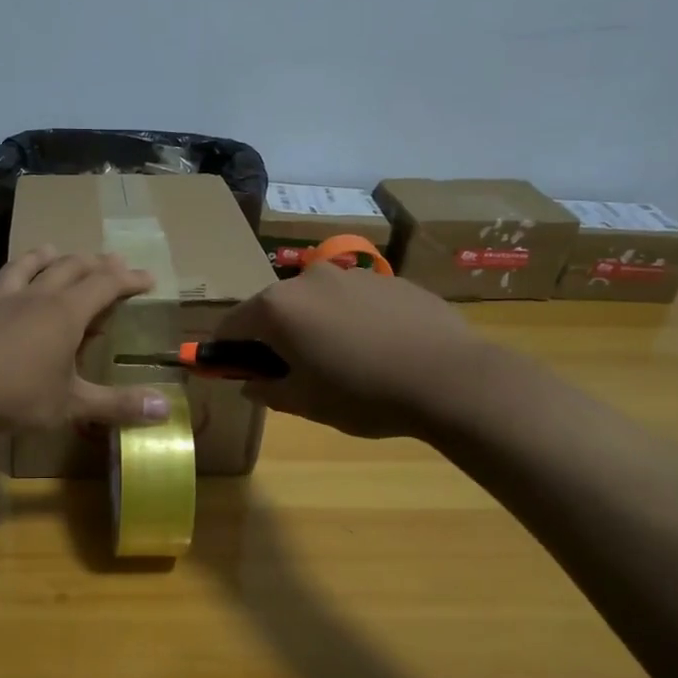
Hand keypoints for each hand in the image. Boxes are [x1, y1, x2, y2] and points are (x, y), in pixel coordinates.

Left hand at [0, 247, 173, 430]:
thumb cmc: (18, 394)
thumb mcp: (72, 404)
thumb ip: (116, 405)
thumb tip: (164, 409)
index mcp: (66, 313)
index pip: (105, 285)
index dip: (128, 280)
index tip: (148, 279)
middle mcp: (38, 298)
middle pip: (71, 267)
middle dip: (96, 264)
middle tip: (112, 262)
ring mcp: (5, 302)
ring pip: (30, 265)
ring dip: (48, 256)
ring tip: (54, 249)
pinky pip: (2, 281)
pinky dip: (15, 273)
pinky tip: (9, 284)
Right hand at [214, 264, 486, 437]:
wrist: (450, 377)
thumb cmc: (363, 393)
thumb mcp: (305, 403)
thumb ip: (267, 390)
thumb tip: (251, 384)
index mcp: (277, 307)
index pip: (232, 325)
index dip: (228, 351)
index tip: (238, 372)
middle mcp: (307, 279)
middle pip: (273, 307)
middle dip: (273, 336)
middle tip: (292, 372)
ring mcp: (351, 274)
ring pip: (314, 301)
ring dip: (313, 325)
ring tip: (342, 360)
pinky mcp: (388, 278)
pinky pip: (352, 299)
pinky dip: (349, 319)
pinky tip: (376, 348)